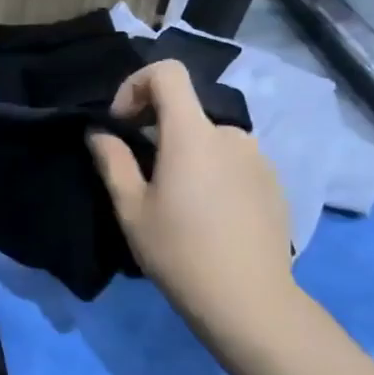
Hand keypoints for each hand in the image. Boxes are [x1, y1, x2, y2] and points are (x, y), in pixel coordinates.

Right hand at [87, 60, 296, 330]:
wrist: (248, 301)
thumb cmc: (179, 252)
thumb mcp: (130, 209)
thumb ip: (112, 161)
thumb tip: (99, 132)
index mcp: (192, 134)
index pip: (168, 73)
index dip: (137, 85)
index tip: (123, 124)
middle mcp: (231, 134)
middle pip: (186, 112)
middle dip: (157, 131)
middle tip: (143, 176)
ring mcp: (258, 158)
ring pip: (210, 140)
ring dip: (188, 155)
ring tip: (177, 202)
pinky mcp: (274, 183)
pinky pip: (234, 162)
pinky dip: (214, 173)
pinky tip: (209, 217)